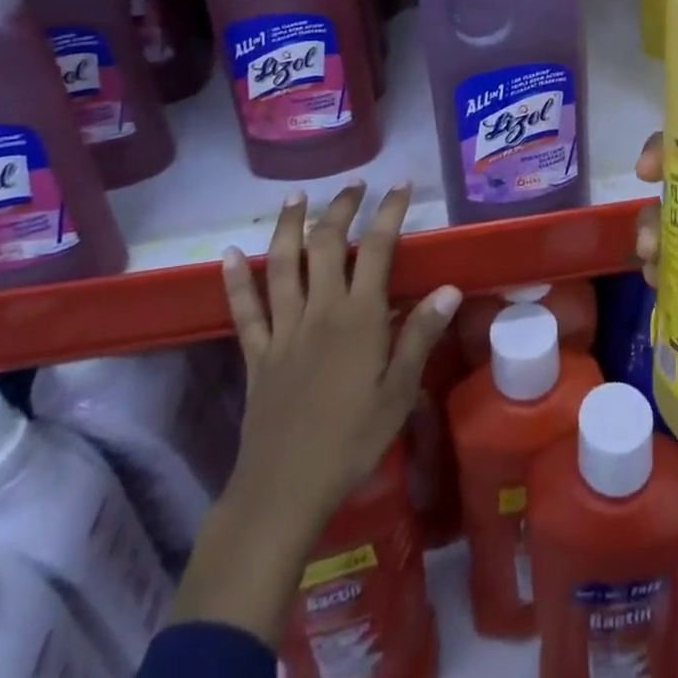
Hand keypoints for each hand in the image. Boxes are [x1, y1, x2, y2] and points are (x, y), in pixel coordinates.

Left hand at [171, 182, 461, 645]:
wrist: (284, 490)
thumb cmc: (351, 442)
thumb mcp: (399, 393)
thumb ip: (420, 336)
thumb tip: (449, 288)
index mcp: (358, 318)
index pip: (378, 249)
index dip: (390, 212)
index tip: (401, 186)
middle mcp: (320, 310)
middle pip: (328, 244)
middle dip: (341, 208)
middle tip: (354, 187)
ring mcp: (283, 329)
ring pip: (283, 264)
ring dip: (289, 226)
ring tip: (296, 197)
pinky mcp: (256, 352)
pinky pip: (244, 309)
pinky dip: (235, 279)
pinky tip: (228, 254)